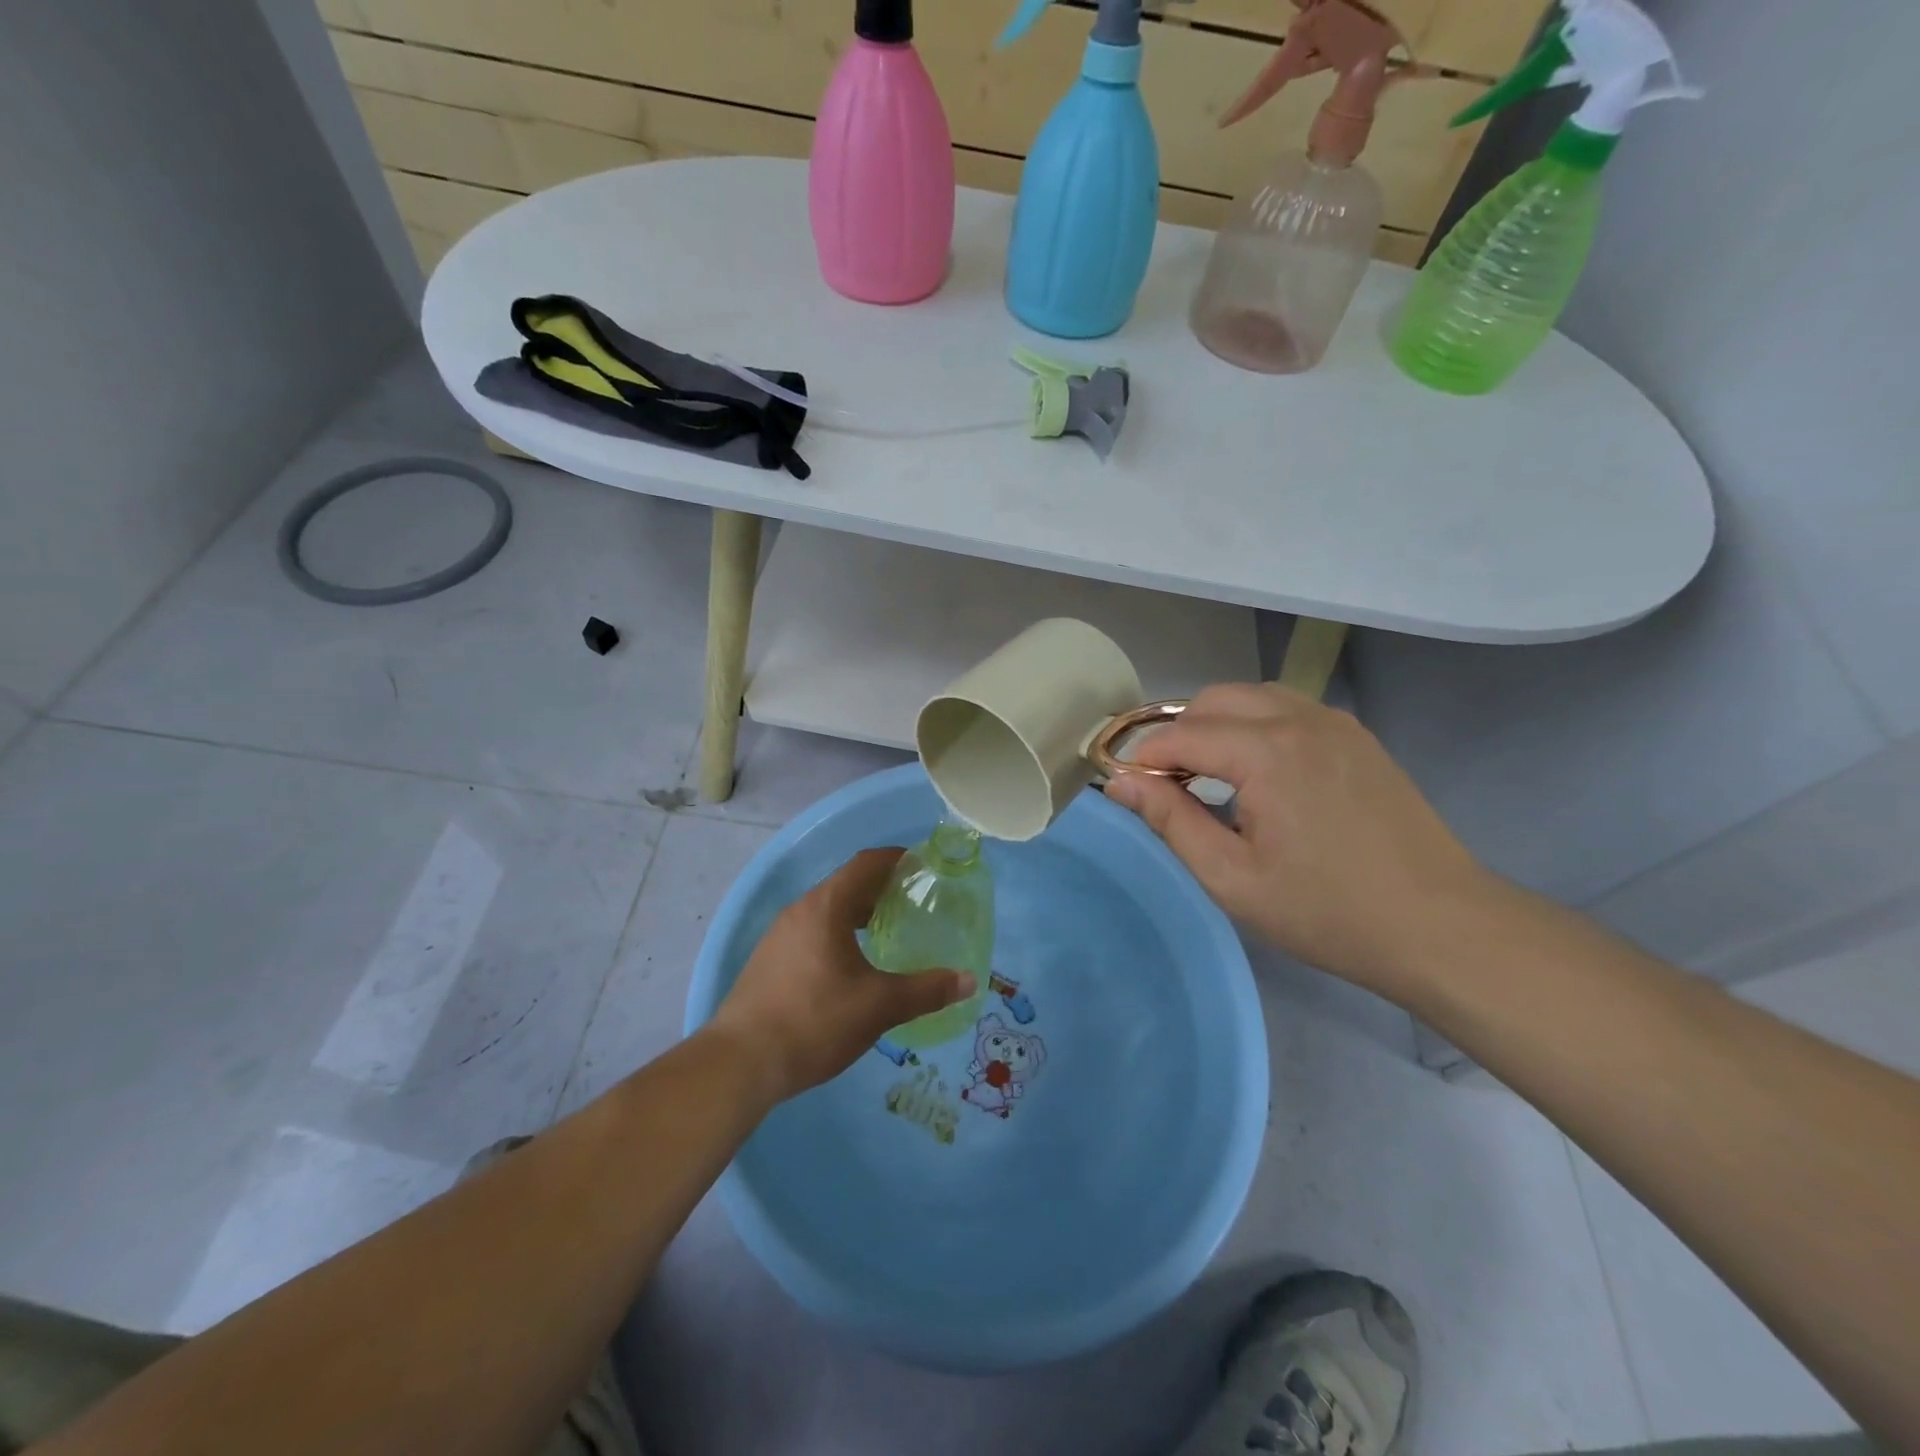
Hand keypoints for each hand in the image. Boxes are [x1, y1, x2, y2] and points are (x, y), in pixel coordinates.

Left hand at [710, 848, 976, 1100]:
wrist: (740, 1063)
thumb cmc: (815, 1021)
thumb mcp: (879, 1006)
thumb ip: (927, 991)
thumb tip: (969, 980)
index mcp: (826, 906)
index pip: (866, 863)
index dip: (897, 858)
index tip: (924, 865)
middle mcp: (800, 911)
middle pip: (846, 885)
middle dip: (881, 890)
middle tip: (915, 903)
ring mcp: (779, 936)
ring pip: (827, 911)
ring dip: (858, 914)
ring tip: (887, 933)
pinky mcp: (768, 962)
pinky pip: (812, 932)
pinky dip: (838, 934)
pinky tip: (852, 967)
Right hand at [1105, 683, 1489, 999]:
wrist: (1440, 927)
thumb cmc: (1327, 911)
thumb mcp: (1232, 878)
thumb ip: (1171, 821)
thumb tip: (1119, 783)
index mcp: (1267, 752)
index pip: (1180, 735)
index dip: (1143, 760)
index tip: (1125, 789)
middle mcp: (1300, 719)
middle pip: (1212, 700)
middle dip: (1177, 735)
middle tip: (1167, 787)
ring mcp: (1335, 722)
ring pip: (1251, 697)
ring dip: (1216, 726)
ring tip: (1209, 779)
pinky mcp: (1357, 737)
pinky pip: (1287, 710)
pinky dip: (1254, 727)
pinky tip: (1257, 775)